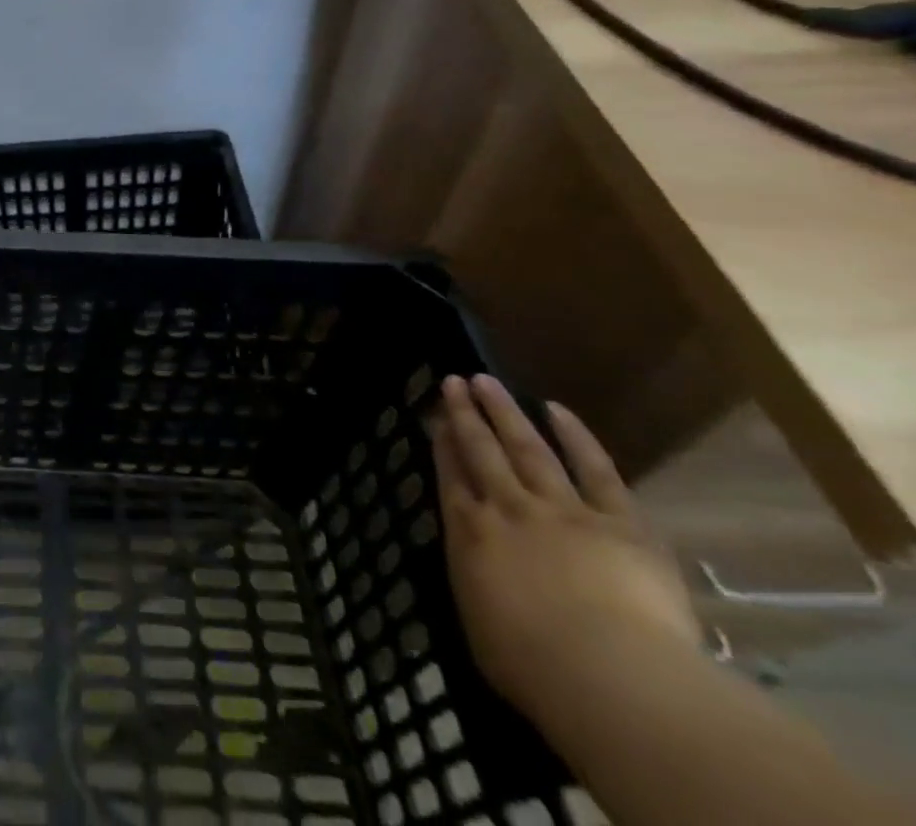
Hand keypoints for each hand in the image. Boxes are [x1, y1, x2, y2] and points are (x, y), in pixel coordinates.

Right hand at [432, 374, 699, 721]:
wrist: (610, 675)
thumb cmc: (533, 666)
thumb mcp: (480, 625)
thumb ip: (476, 582)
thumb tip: (477, 566)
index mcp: (470, 534)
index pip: (450, 476)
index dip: (443, 443)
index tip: (437, 417)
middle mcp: (508, 509)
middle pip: (482, 451)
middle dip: (466, 414)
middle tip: (454, 380)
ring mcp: (563, 509)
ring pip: (527, 448)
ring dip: (504, 412)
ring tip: (486, 381)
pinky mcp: (619, 522)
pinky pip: (595, 470)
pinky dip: (576, 437)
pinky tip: (556, 409)